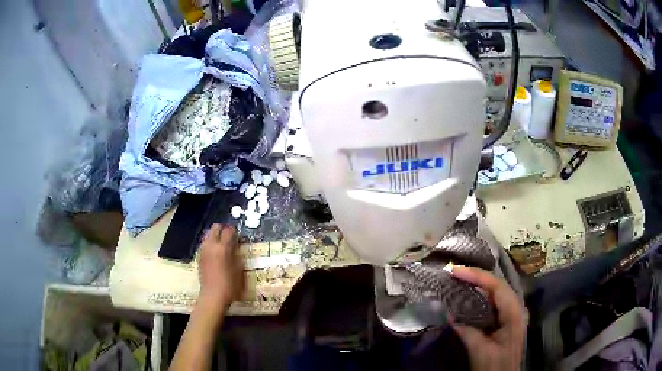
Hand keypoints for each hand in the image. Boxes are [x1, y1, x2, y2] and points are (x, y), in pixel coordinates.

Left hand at [198, 224, 244, 310]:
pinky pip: (205, 243)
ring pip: (208, 234)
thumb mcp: (239, 269)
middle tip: (230, 237)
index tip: (239, 237)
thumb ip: (237, 254)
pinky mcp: (199, 256)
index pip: (229, 230)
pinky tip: (216, 253)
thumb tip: (237, 246)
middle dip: (223, 229)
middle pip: (215, 227)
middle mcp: (211, 246)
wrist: (213, 296)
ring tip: (223, 245)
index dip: (235, 231)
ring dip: (216, 236)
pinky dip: (211, 244)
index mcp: (223, 248)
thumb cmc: (230, 285)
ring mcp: (203, 250)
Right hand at [449, 265, 525, 370]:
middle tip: (455, 272)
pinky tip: (469, 296)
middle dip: (477, 276)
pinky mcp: (505, 320)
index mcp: (514, 314)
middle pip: (498, 285)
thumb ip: (467, 332)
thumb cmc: (495, 366)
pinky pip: (493, 302)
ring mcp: (512, 314)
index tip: (456, 271)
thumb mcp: (480, 351)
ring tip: (460, 279)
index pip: (497, 287)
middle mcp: (516, 309)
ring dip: (479, 284)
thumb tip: (450, 314)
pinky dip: (480, 296)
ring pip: (496, 292)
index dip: (478, 276)